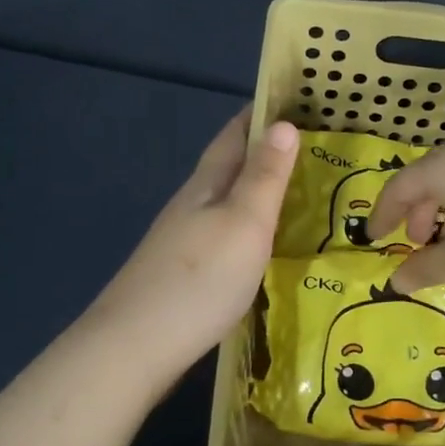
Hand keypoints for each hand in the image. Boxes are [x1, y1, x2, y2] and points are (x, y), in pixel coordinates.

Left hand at [86, 112, 297, 387]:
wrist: (136, 345)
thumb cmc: (200, 279)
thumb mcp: (244, 222)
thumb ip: (265, 176)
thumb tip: (283, 123)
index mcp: (206, 185)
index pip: (234, 135)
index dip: (259, 114)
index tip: (293, 100)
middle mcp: (191, 205)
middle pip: (227, 167)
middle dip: (262, 151)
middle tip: (308, 147)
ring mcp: (182, 241)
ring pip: (223, 202)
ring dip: (254, 190)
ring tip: (293, 192)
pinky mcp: (182, 273)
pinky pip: (221, 234)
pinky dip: (246, 226)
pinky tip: (258, 243)